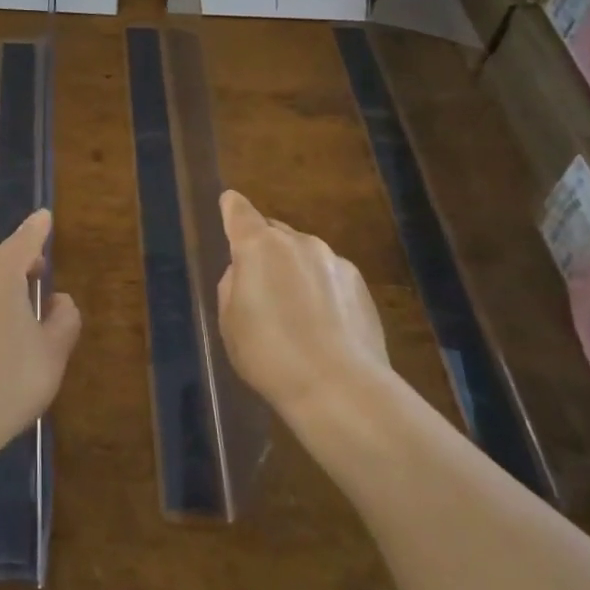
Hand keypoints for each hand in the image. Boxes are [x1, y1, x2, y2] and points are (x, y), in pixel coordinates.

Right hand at [217, 190, 388, 418]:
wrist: (339, 387)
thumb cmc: (270, 355)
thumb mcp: (230, 323)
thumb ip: (233, 286)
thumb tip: (245, 272)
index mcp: (258, 247)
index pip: (240, 213)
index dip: (232, 207)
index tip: (229, 202)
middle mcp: (298, 243)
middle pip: (274, 233)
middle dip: (264, 249)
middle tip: (259, 283)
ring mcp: (334, 260)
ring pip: (304, 255)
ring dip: (295, 271)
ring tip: (295, 312)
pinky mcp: (360, 284)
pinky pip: (330, 276)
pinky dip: (322, 289)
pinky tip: (323, 325)